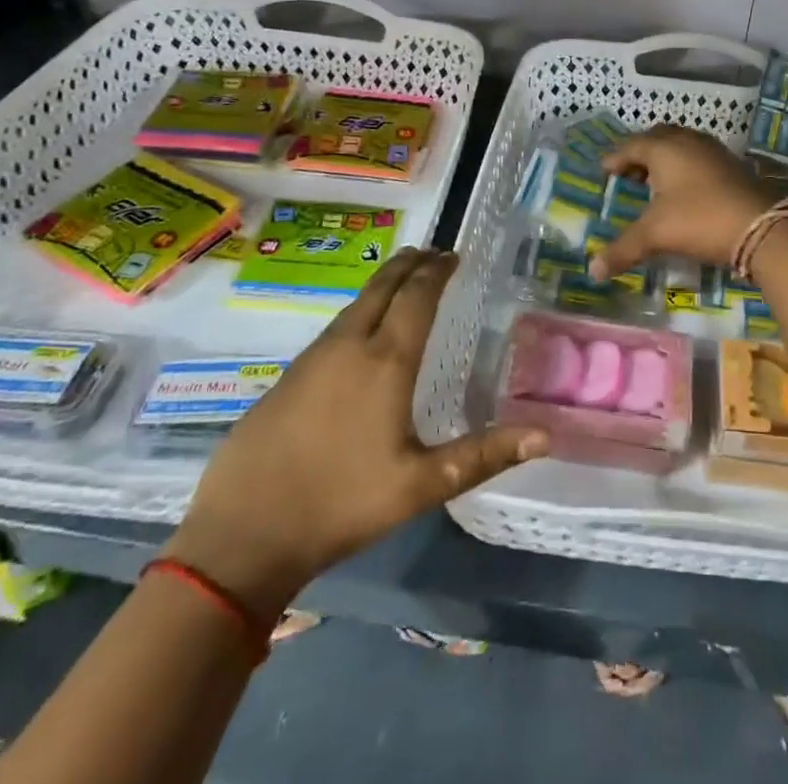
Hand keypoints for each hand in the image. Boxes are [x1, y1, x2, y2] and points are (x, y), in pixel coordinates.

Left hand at [164, 249, 546, 617]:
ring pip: (355, 305)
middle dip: (410, 264)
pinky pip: (333, 328)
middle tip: (432, 252)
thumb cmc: (341, 504)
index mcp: (386, 360)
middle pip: (383, 288)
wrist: (242, 535)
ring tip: (402, 280)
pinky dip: (358, 311)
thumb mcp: (422, 484)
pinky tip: (359, 331)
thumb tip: (545, 435)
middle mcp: (349, 346)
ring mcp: (311, 359)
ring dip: (383, 285)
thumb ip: (484, 454)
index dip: (437, 271)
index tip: (454, 254)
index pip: (417, 296)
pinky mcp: (286, 378)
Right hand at [588, 125, 776, 278]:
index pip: (631, 146)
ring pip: (681, 145)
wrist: (761, 227)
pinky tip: (685, 189)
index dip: (615, 159)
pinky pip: (698, 157)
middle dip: (640, 153)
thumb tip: (592, 271)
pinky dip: (684, 166)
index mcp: (664, 148)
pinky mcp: (731, 164)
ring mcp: (713, 150)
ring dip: (664, 158)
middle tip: (628, 172)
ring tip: (654, 180)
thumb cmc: (699, 220)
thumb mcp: (656, 235)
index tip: (604, 171)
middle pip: (657, 138)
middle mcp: (687, 141)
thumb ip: (622, 249)